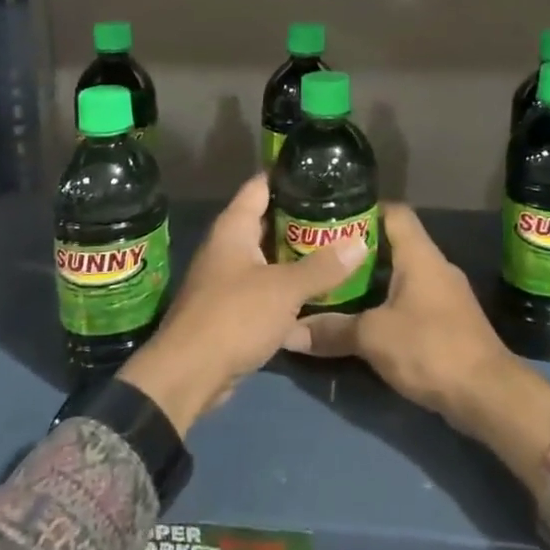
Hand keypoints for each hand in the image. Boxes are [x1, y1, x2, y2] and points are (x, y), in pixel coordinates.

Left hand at [118, 174, 365, 435]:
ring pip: (270, 259)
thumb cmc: (234, 316)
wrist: (189, 375)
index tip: (322, 173)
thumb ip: (323, 267)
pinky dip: (289, 290)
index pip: (261, 185)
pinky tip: (320, 296)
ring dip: (298, 257)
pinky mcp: (233, 310)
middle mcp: (228, 247)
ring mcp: (228, 279)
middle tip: (342, 215)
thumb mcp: (284, 289)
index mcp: (233, 228)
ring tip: (339, 249)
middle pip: (268, 222)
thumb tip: (361, 242)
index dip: (289, 175)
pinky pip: (267, 290)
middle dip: (302, 219)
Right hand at [280, 203, 509, 427]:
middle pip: (394, 244)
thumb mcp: (373, 338)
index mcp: (420, 255)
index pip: (393, 211)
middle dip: (358, 250)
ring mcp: (446, 295)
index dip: (363, 209)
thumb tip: (289, 332)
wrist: (489, 396)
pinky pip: (412, 300)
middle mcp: (435, 266)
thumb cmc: (430, 349)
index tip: (331, 219)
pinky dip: (388, 304)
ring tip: (334, 286)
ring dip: (372, 280)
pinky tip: (364, 319)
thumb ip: (332, 330)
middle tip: (322, 256)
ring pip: (402, 275)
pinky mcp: (449, 323)